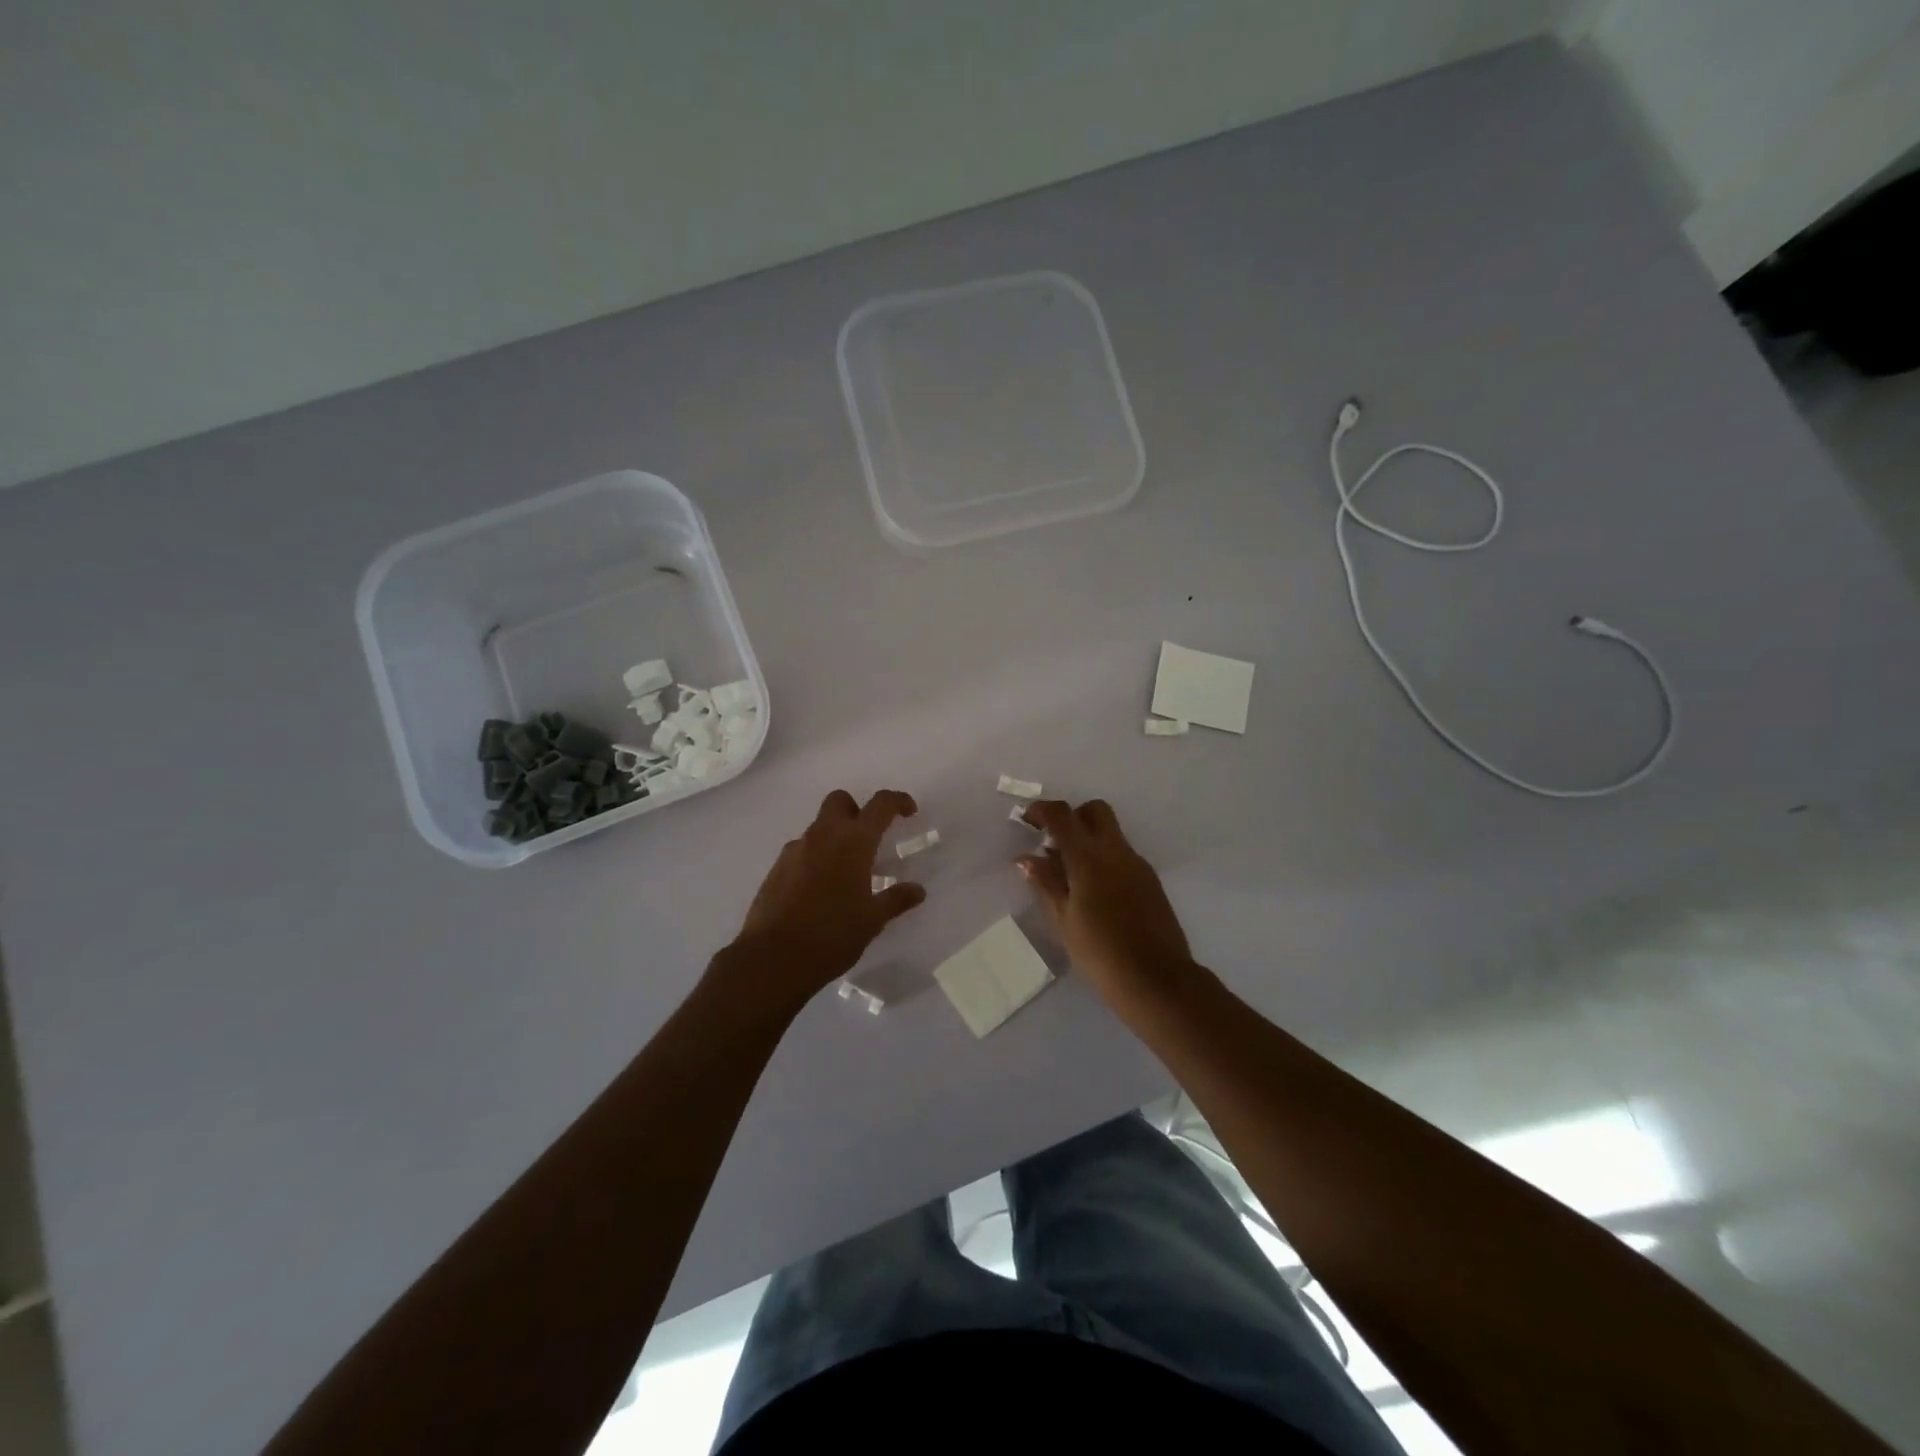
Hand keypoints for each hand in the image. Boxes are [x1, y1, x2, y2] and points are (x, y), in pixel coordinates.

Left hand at [726, 789, 926, 1005]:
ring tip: (845, 873)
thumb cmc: (832, 935)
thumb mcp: (872, 920)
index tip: (909, 811)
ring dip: (834, 837)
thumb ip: (896, 900)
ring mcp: (795, 850)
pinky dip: (815, 858)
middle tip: (869, 838)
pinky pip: (801, 850)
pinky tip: (820, 889)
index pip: (880, 804)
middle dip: (857, 810)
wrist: (773, 958)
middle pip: (840, 801)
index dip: (897, 801)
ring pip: (818, 827)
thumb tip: (917, 890)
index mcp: (853, 842)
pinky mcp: (776, 868)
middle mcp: (823, 836)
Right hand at [1018, 799, 1196, 1001]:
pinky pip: (1122, 855)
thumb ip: (1045, 883)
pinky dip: (1103, 859)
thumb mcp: (1063, 920)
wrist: (1158, 981)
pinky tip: (1093, 893)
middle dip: (1071, 818)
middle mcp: (1116, 851)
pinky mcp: (1150, 881)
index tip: (1026, 822)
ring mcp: (1138, 864)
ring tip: (1068, 876)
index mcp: (1089, 857)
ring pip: (1111, 833)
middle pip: (1094, 811)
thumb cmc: (1101, 953)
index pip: (1062, 815)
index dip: (1041, 811)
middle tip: (1053, 845)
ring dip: (1088, 840)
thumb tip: (1027, 859)